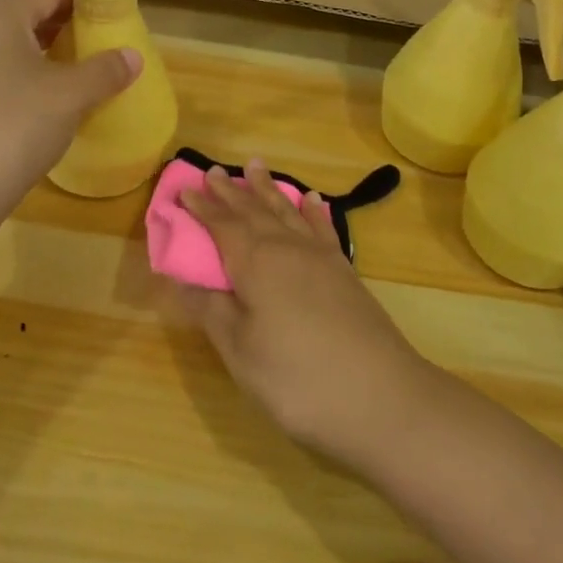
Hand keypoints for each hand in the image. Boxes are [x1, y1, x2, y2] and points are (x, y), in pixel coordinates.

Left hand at [0, 0, 140, 211]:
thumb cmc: (14, 128)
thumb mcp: (70, 96)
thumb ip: (105, 70)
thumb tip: (132, 57)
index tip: (110, 6)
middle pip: (22, 12)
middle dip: (60, 21)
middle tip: (96, 37)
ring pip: (3, 42)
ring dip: (38, 48)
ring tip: (72, 68)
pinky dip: (17, 72)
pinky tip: (37, 100)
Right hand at [176, 160, 435, 464]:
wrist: (382, 397)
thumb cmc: (298, 379)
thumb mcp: (241, 352)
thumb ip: (211, 310)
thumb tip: (180, 278)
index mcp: (256, 263)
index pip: (222, 226)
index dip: (202, 209)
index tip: (183, 190)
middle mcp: (288, 248)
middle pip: (254, 211)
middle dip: (231, 191)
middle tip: (213, 170)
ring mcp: (321, 258)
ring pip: (287, 211)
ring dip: (268, 189)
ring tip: (256, 165)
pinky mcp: (345, 272)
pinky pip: (323, 228)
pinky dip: (313, 211)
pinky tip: (311, 199)